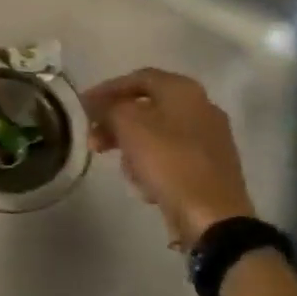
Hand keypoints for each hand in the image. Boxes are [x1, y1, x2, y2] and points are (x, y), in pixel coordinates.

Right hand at [83, 68, 253, 245]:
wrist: (213, 217)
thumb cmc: (169, 161)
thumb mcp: (128, 125)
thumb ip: (108, 108)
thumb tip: (98, 106)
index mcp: (183, 90)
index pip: (137, 78)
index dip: (106, 89)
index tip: (83, 107)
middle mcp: (201, 107)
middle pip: (147, 107)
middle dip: (116, 123)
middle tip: (93, 139)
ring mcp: (210, 139)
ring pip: (157, 134)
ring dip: (132, 147)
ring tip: (122, 169)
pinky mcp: (212, 168)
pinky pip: (171, 157)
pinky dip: (153, 166)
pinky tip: (145, 186)